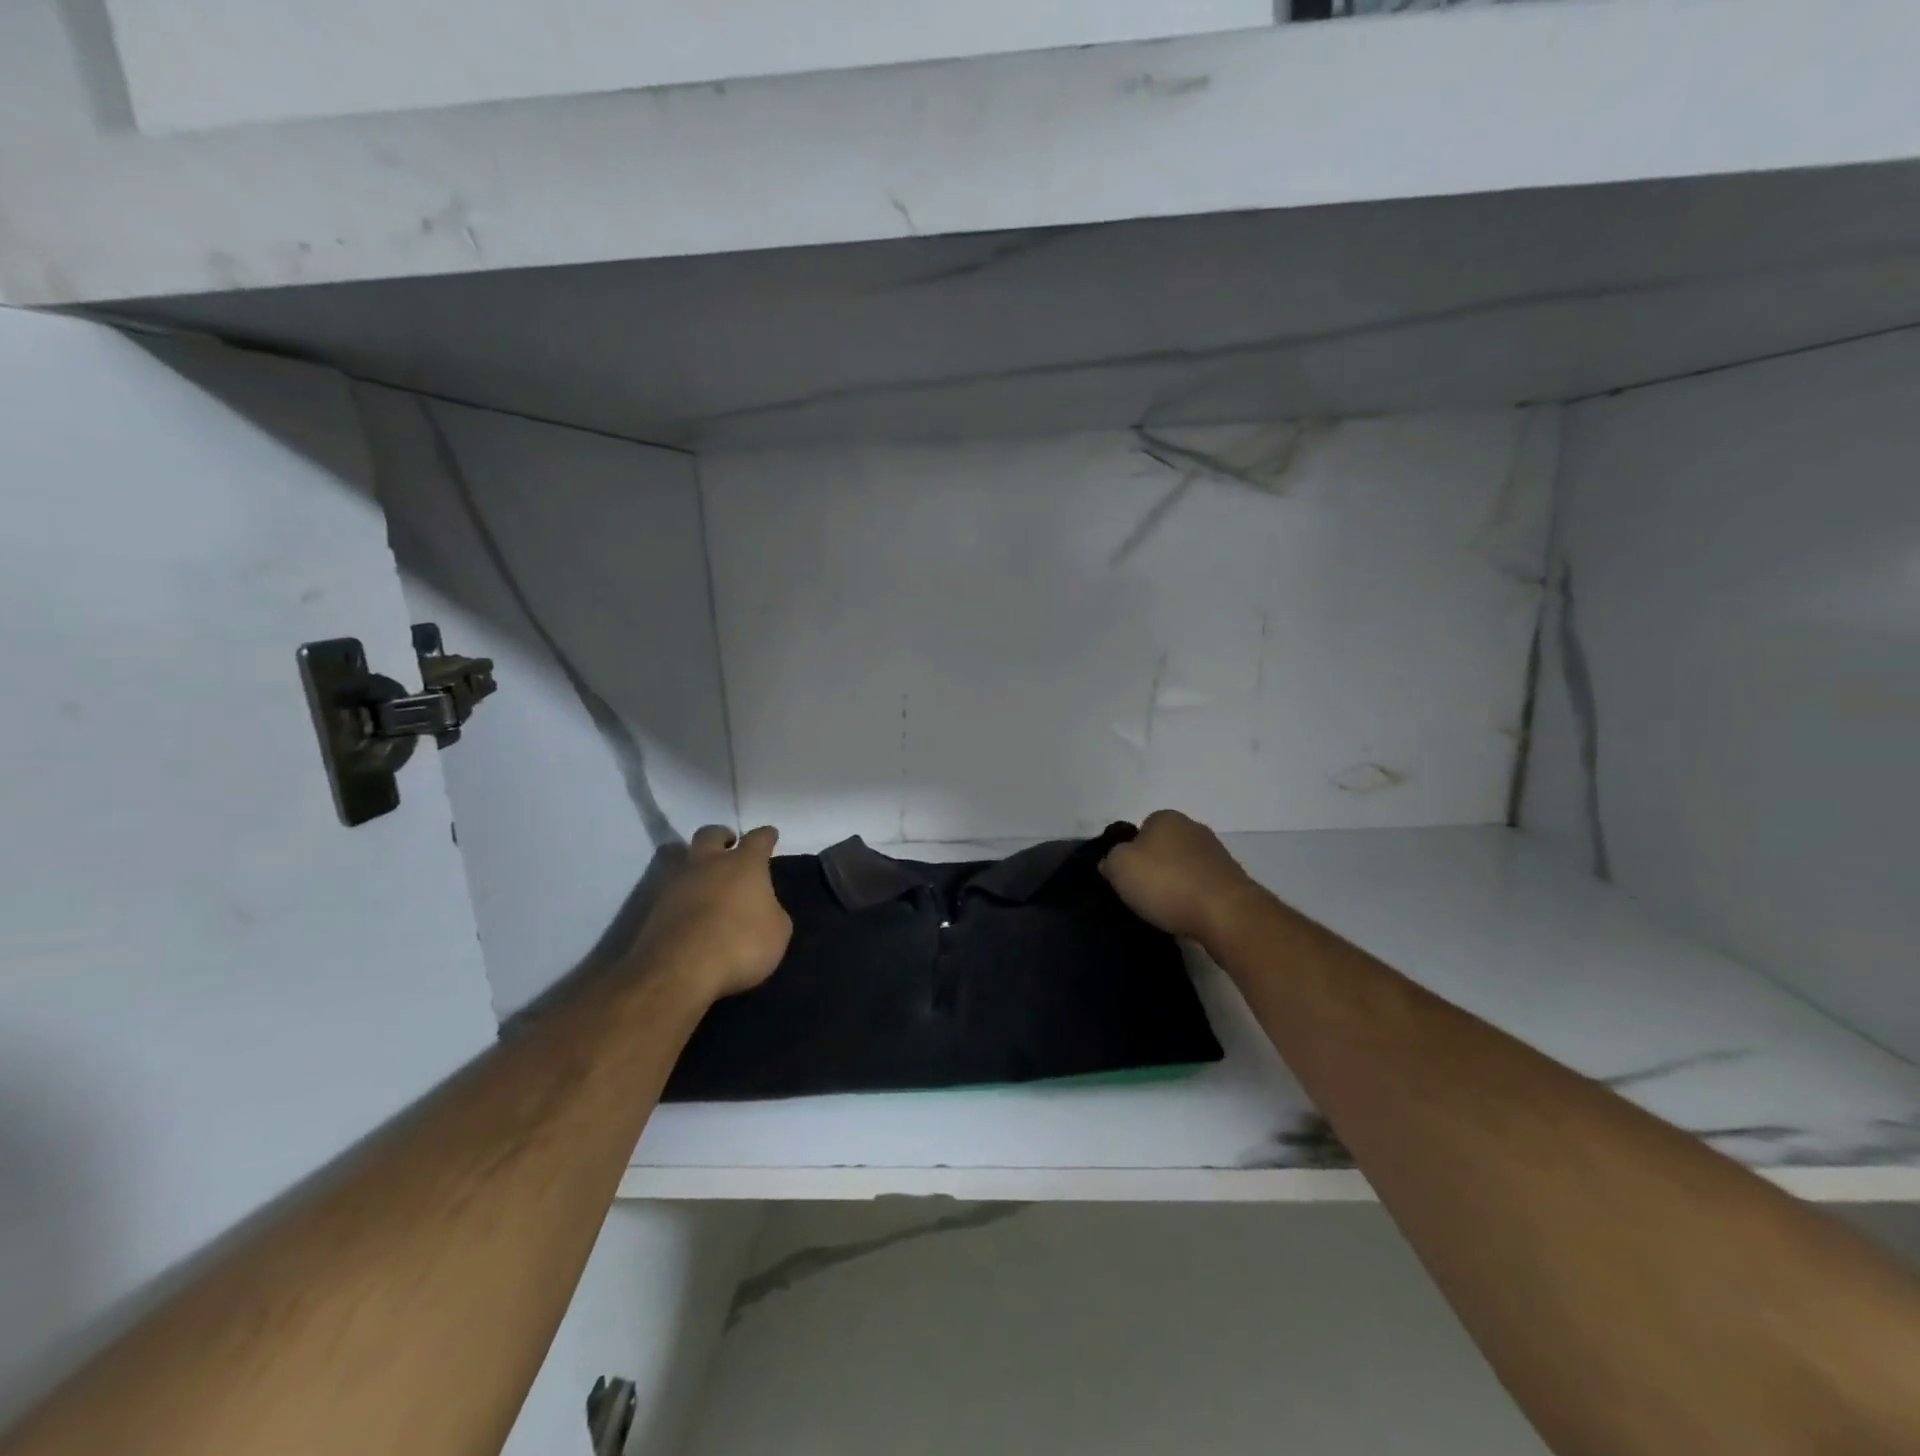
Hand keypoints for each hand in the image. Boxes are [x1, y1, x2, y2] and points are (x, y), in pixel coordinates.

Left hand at [631, 825, 792, 1001]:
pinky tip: (688, 911)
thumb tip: (763, 909)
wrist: (679, 971)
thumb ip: (772, 912)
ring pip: (682, 858)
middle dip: (722, 837)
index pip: (758, 838)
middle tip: (729, 847)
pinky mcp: (652, 907)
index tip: (770, 835)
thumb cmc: (740, 944)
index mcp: (744, 864)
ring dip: (695, 865)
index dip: (766, 836)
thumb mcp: (778, 932)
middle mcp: (708, 864)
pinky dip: (680, 895)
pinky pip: (670, 890)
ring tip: (705, 881)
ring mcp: (675, 883)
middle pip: (711, 834)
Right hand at [1100, 809, 1264, 948]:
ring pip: (1182, 868)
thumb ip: (1109, 860)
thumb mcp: (1119, 867)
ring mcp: (1216, 854)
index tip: (1125, 878)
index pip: (1139, 829)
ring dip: (1173, 885)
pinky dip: (1191, 900)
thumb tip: (1111, 862)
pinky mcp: (1232, 881)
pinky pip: (1200, 888)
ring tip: (1163, 911)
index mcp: (1166, 818)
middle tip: (1141, 895)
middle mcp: (1193, 828)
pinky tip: (1186, 916)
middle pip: (1162, 848)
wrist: (1227, 914)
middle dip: (1152, 868)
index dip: (1129, 853)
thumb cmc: (1167, 883)